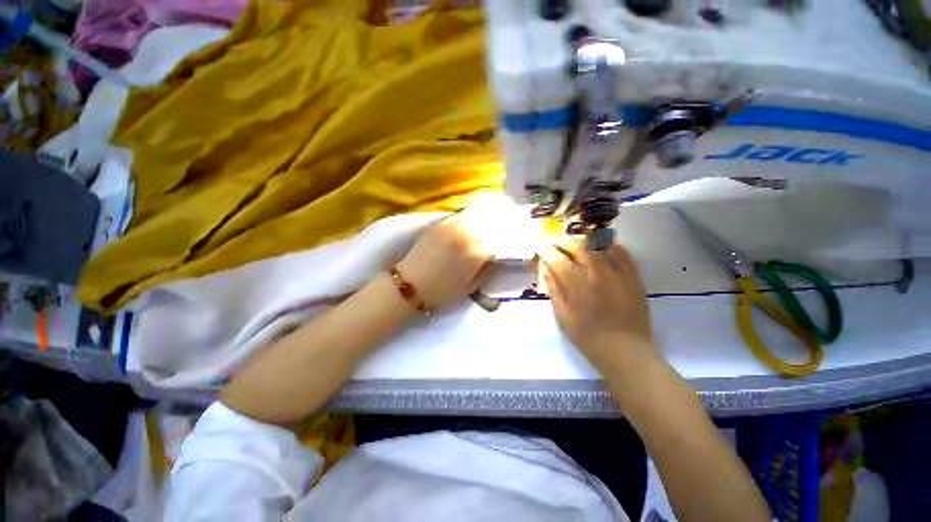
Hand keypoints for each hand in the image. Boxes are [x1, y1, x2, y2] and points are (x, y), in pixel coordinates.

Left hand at [396, 215, 492, 308]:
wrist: (411, 284)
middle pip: (483, 233)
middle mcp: (466, 238)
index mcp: (475, 255)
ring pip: (471, 223)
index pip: (492, 247)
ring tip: (470, 236)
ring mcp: (452, 229)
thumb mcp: (469, 288)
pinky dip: (461, 223)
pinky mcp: (439, 225)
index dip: (489, 253)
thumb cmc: (441, 290)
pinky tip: (460, 229)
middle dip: (483, 240)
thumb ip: (484, 273)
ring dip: (473, 229)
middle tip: (479, 246)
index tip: (486, 256)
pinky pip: (456, 219)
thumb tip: (489, 260)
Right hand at [540, 239, 655, 368]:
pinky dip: (608, 245)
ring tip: (572, 241)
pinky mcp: (633, 278)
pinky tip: (599, 246)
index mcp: (577, 289)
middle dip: (562, 241)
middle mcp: (597, 277)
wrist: (626, 351)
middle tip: (553, 241)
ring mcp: (618, 275)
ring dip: (582, 240)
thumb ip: (555, 291)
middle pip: (578, 248)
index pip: (558, 261)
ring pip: (598, 246)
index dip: (547, 252)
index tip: (541, 248)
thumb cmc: (588, 338)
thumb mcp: (563, 317)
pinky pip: (622, 253)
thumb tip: (548, 270)